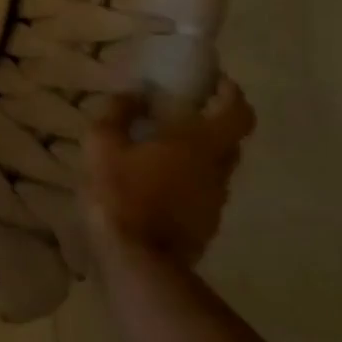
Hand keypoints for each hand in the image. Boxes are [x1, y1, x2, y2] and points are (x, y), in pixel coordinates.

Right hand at [80, 77, 254, 263]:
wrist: (137, 260)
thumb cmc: (121, 192)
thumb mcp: (103, 143)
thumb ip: (117, 114)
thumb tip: (132, 95)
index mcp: (199, 145)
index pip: (238, 113)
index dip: (231, 94)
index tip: (215, 81)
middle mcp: (217, 171)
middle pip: (229, 139)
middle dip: (212, 120)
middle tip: (183, 109)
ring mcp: (215, 201)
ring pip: (216, 166)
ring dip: (197, 151)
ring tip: (161, 145)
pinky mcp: (205, 224)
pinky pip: (202, 189)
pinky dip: (187, 176)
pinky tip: (156, 177)